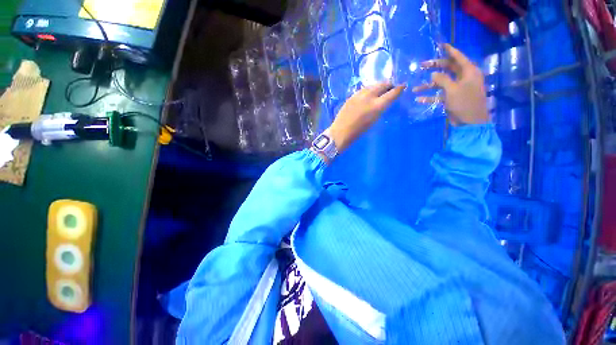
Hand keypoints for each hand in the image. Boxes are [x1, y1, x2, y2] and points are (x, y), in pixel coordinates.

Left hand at [328, 82, 404, 153]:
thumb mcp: (373, 121)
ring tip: (381, 89)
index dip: (399, 89)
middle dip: (389, 85)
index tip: (403, 86)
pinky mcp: (351, 96)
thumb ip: (380, 109)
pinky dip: (369, 89)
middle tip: (392, 87)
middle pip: (382, 85)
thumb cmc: (358, 132)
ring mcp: (359, 95)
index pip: (392, 93)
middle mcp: (369, 97)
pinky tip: (369, 94)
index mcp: (376, 106)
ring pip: (372, 85)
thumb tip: (384, 101)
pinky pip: (363, 89)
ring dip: (378, 86)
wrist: (340, 132)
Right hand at [413, 44, 488, 125]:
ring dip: (428, 86)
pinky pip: (439, 95)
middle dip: (435, 67)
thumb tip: (433, 74)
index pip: (458, 58)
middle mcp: (463, 78)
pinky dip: (430, 97)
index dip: (449, 51)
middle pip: (448, 69)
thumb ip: (442, 80)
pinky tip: (419, 99)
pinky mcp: (452, 98)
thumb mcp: (452, 89)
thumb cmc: (464, 103)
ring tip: (415, 88)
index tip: (441, 45)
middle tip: (422, 66)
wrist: (470, 122)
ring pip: (441, 83)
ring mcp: (457, 88)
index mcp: (468, 72)